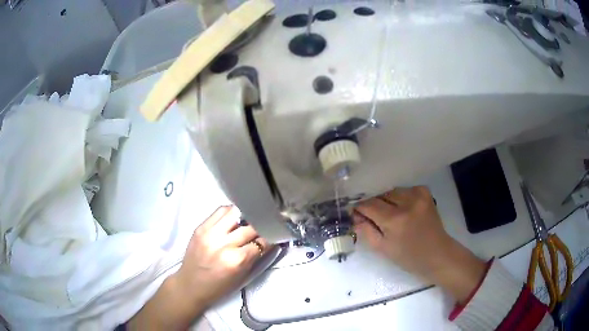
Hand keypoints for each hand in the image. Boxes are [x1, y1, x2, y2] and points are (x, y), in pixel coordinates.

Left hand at [175, 206, 271, 307]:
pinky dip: (230, 212)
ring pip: (235, 212)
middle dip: (261, 226)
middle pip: (250, 227)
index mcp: (236, 260)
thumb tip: (269, 241)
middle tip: (266, 225)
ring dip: (246, 215)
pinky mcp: (200, 227)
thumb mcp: (242, 276)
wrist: (190, 286)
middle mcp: (223, 244)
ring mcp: (210, 233)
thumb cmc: (218, 287)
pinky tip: (234, 217)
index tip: (277, 234)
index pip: (261, 242)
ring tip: (249, 219)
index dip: (271, 237)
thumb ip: (255, 257)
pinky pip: (219, 211)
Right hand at [353, 186, 486, 302]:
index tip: (355, 213)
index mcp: (395, 220)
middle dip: (373, 204)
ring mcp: (418, 194)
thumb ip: (366, 231)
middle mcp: (407, 202)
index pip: (369, 204)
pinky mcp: (425, 192)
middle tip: (372, 217)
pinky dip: (400, 197)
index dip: (359, 208)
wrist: (437, 254)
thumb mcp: (383, 249)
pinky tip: (403, 208)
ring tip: (389, 214)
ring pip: (392, 191)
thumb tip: (354, 216)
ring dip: (387, 200)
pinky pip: (405, 189)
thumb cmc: (409, 257)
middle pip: (380, 195)